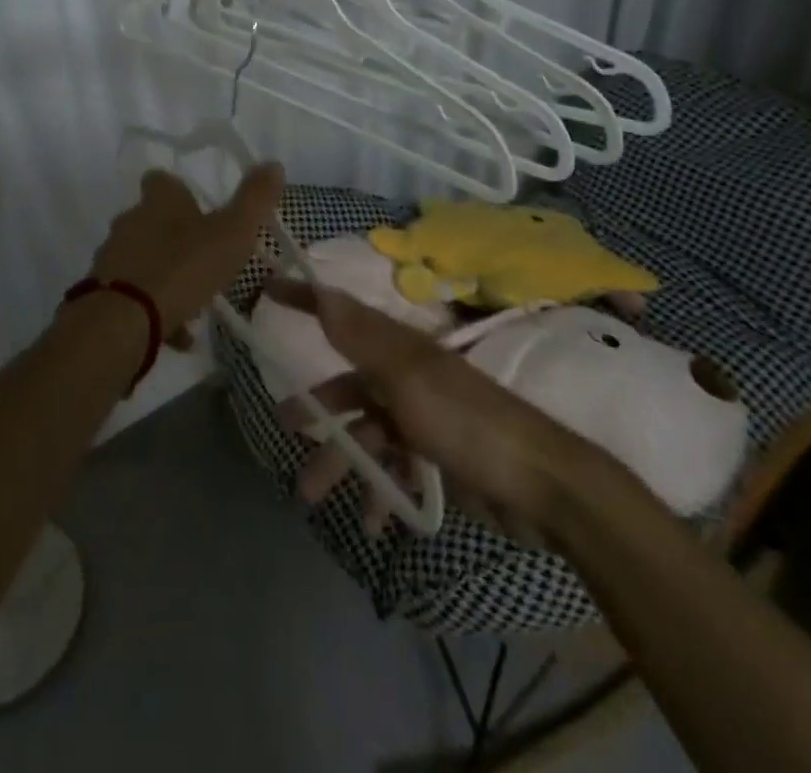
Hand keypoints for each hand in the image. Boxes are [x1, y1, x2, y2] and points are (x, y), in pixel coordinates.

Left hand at [90, 164, 284, 337]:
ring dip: (165, 273)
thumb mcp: (232, 232)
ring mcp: (113, 256)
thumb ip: (254, 199)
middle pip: (151, 219)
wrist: (125, 320)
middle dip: (174, 235)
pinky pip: (135, 295)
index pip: (162, 180)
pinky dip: (155, 308)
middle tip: (203, 257)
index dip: (179, 190)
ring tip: (194, 299)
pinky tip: (179, 333)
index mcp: (158, 200)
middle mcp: (130, 220)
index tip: (198, 207)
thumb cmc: (183, 267)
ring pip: (143, 258)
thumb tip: (273, 164)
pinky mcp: (104, 291)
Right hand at [266, 280, 598, 541]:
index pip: (341, 314)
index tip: (268, 288)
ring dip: (342, 462)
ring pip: (366, 433)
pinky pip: (395, 468)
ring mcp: (421, 416)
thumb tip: (320, 288)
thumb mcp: (406, 377)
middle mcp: (405, 375)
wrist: (541, 487)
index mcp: (398, 348)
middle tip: (286, 426)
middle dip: (318, 407)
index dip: (304, 299)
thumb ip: (360, 338)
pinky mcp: (437, 454)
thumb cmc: (466, 423)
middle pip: (349, 384)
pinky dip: (380, 491)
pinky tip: (374, 522)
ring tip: (312, 496)